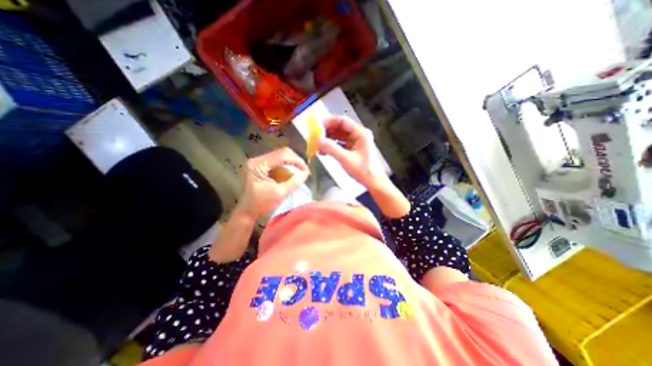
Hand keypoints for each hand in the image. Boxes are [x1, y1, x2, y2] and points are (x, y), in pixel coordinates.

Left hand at [239, 147, 310, 218]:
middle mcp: (257, 159)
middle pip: (282, 153)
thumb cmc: (261, 204)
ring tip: (300, 172)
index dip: (297, 161)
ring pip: (281, 156)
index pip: (282, 155)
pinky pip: (278, 162)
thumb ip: (294, 182)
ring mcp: (258, 162)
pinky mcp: (261, 166)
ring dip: (292, 164)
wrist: (247, 212)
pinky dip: (286, 167)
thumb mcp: (280, 193)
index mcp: (258, 165)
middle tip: (304, 171)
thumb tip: (306, 172)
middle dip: (295, 161)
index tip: (306, 170)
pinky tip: (291, 174)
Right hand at [316, 114, 385, 189]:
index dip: (329, 121)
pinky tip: (324, 151)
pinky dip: (332, 146)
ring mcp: (356, 142)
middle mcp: (359, 135)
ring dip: (328, 139)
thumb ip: (331, 148)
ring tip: (318, 144)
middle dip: (327, 131)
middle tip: (315, 136)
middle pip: (340, 127)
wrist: (373, 182)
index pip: (343, 121)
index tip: (317, 125)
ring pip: (339, 136)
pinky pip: (340, 144)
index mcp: (361, 133)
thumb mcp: (346, 159)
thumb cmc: (364, 171)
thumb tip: (318, 140)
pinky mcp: (353, 149)